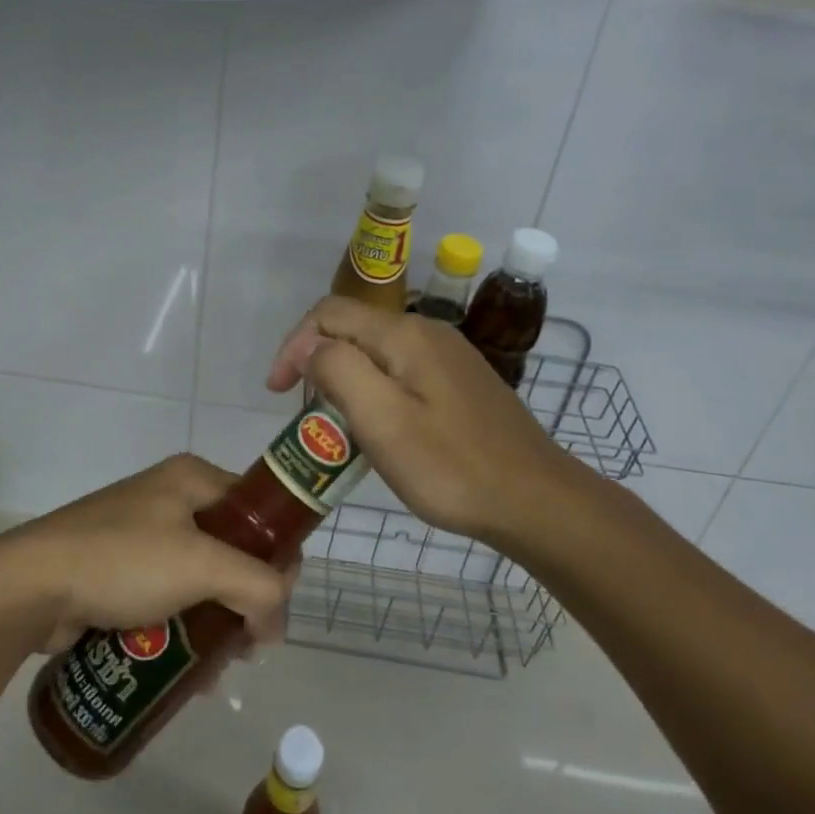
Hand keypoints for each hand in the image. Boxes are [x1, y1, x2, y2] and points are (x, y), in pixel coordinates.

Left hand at [0, 454, 296, 653]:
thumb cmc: (123, 560)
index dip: (278, 554)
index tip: (278, 604)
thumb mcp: (202, 565)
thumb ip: (257, 588)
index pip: (258, 510)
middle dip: (247, 598)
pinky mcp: (120, 571)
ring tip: (221, 667)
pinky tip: (189, 671)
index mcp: (193, 479)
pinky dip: (184, 629)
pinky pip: (169, 598)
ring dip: (218, 621)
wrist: (31, 585)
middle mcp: (171, 498)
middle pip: (232, 548)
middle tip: (251, 643)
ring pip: (201, 579)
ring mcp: (142, 535)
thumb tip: (275, 627)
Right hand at [266, 296, 584, 547]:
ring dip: (345, 379)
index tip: (278, 393)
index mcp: (404, 334)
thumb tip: (311, 347)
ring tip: (337, 425)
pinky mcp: (461, 382)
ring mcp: (449, 356)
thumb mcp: (382, 420)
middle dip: (317, 362)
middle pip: (353, 329)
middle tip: (306, 414)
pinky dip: (375, 390)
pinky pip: (402, 372)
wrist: (536, 500)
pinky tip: (381, 429)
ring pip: (377, 352)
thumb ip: (338, 370)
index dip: (294, 345)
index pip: (329, 313)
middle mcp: (427, 332)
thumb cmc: (451, 466)